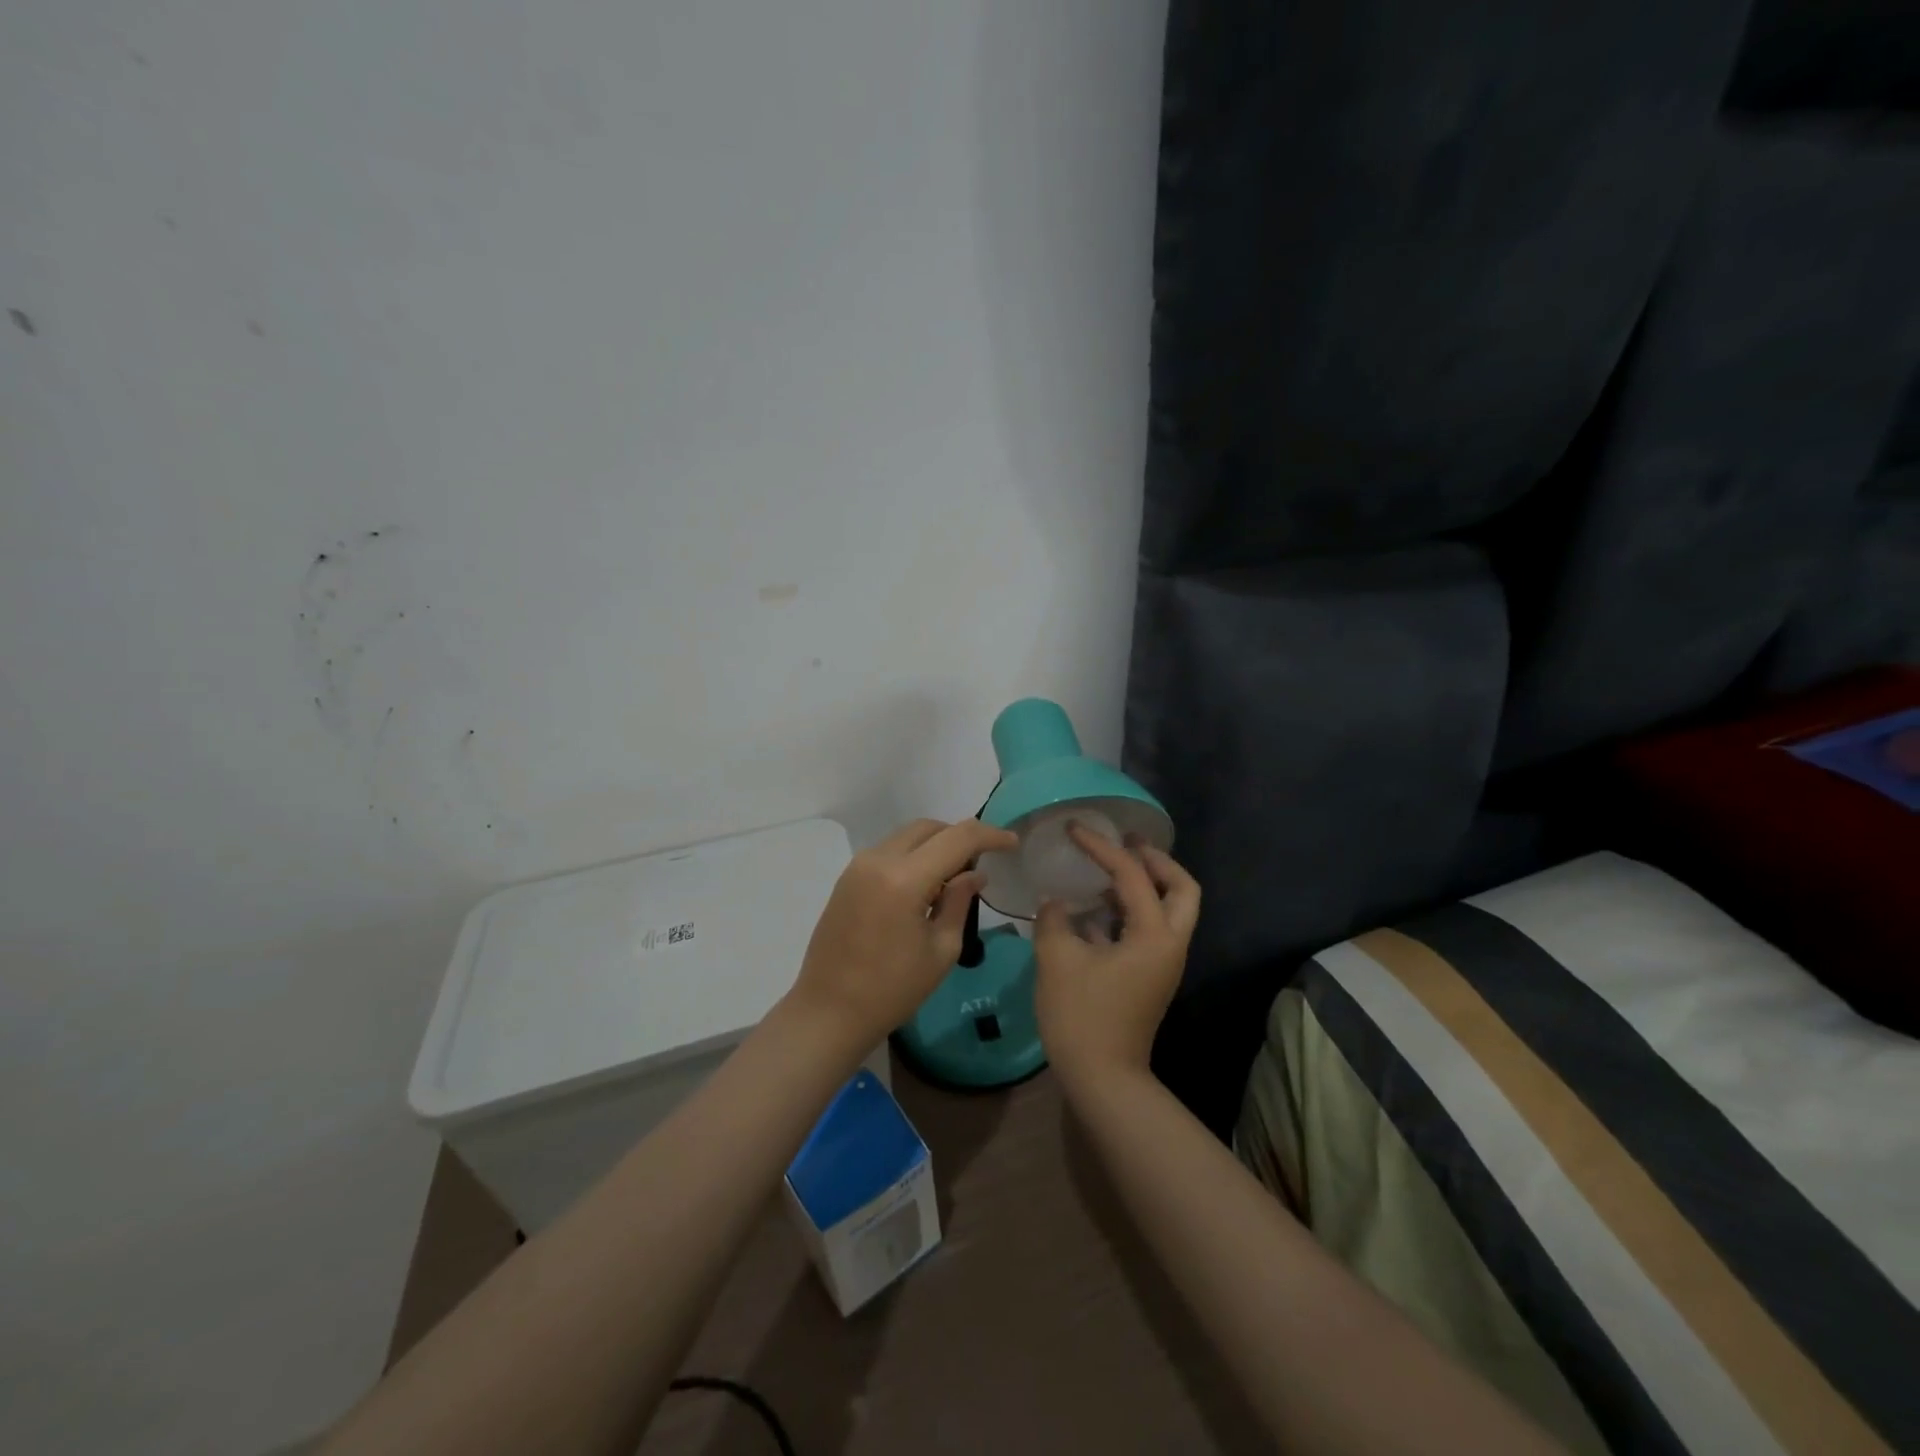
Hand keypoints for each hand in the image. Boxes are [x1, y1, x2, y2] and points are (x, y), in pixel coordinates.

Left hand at [786, 817, 1019, 1053]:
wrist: (829, 1011)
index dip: (990, 835)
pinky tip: (926, 884)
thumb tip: (975, 874)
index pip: (957, 838)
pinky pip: (889, 851)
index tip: (1012, 843)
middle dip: (961, 836)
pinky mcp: (847, 877)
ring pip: (907, 836)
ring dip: (936, 844)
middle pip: (929, 828)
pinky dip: (914, 856)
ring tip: (956, 875)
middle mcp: (878, 860)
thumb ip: (960, 902)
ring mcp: (858, 866)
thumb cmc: (892, 990)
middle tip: (984, 859)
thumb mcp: (941, 950)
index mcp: (904, 879)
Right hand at [1033, 826, 1200, 1090]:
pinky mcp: (1149, 976)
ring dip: (1144, 883)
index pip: (1132, 875)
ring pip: (1168, 909)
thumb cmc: (1081, 1016)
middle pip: (1182, 888)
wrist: (1102, 1078)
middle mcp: (1169, 944)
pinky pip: (1149, 928)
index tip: (1074, 830)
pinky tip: (1093, 908)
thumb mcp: (1057, 959)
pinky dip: (1128, 909)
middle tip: (1125, 841)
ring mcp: (1163, 962)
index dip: (1102, 847)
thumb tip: (1055, 901)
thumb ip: (1054, 919)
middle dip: (1155, 859)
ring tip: (1106, 868)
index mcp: (1154, 935)